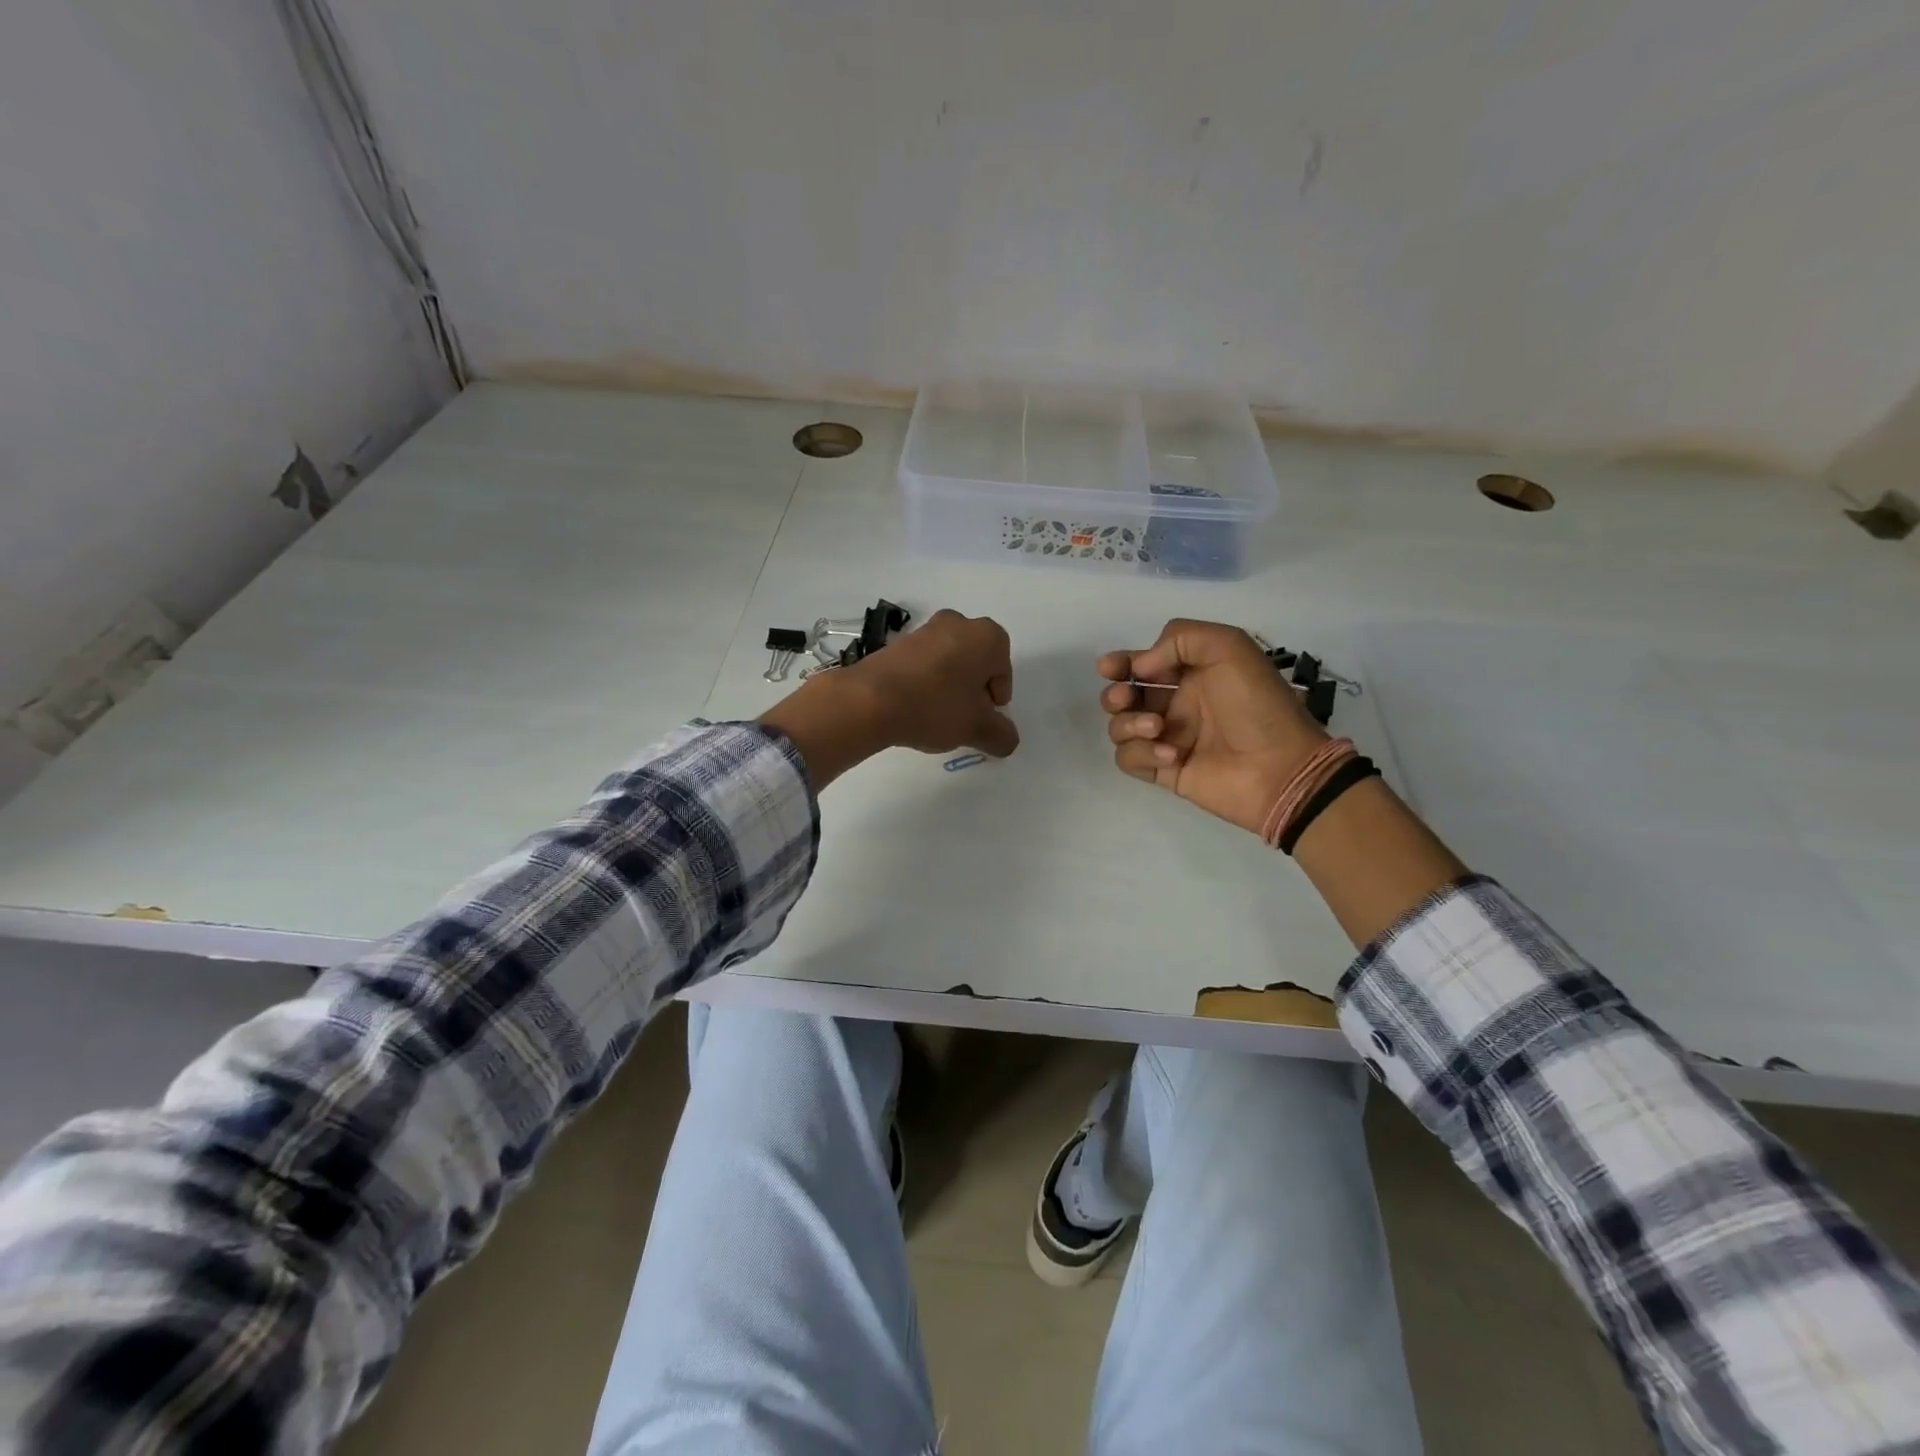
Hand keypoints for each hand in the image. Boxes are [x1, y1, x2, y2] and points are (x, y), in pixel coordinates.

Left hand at [761, 609, 1017, 787]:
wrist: (870, 700)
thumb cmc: (935, 707)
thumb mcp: (976, 728)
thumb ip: (1001, 735)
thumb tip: (1008, 740)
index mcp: (986, 636)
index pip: (1003, 669)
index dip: (996, 698)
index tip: (982, 718)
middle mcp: (958, 623)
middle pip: (976, 662)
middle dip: (973, 689)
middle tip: (963, 717)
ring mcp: (924, 629)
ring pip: (949, 661)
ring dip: (948, 686)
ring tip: (936, 715)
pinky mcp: (897, 642)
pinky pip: (923, 663)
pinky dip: (925, 682)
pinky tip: (915, 706)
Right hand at [1097, 619, 1326, 836]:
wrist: (1281, 768)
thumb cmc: (1257, 704)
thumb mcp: (1229, 647)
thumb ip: (1180, 639)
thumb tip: (1140, 669)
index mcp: (1192, 674)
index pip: (1143, 664)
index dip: (1120, 663)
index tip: (1111, 668)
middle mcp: (1176, 704)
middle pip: (1123, 696)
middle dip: (1116, 694)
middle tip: (1127, 699)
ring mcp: (1168, 739)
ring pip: (1120, 727)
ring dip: (1128, 724)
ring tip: (1156, 728)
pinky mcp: (1165, 771)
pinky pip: (1129, 759)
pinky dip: (1141, 754)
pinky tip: (1171, 755)